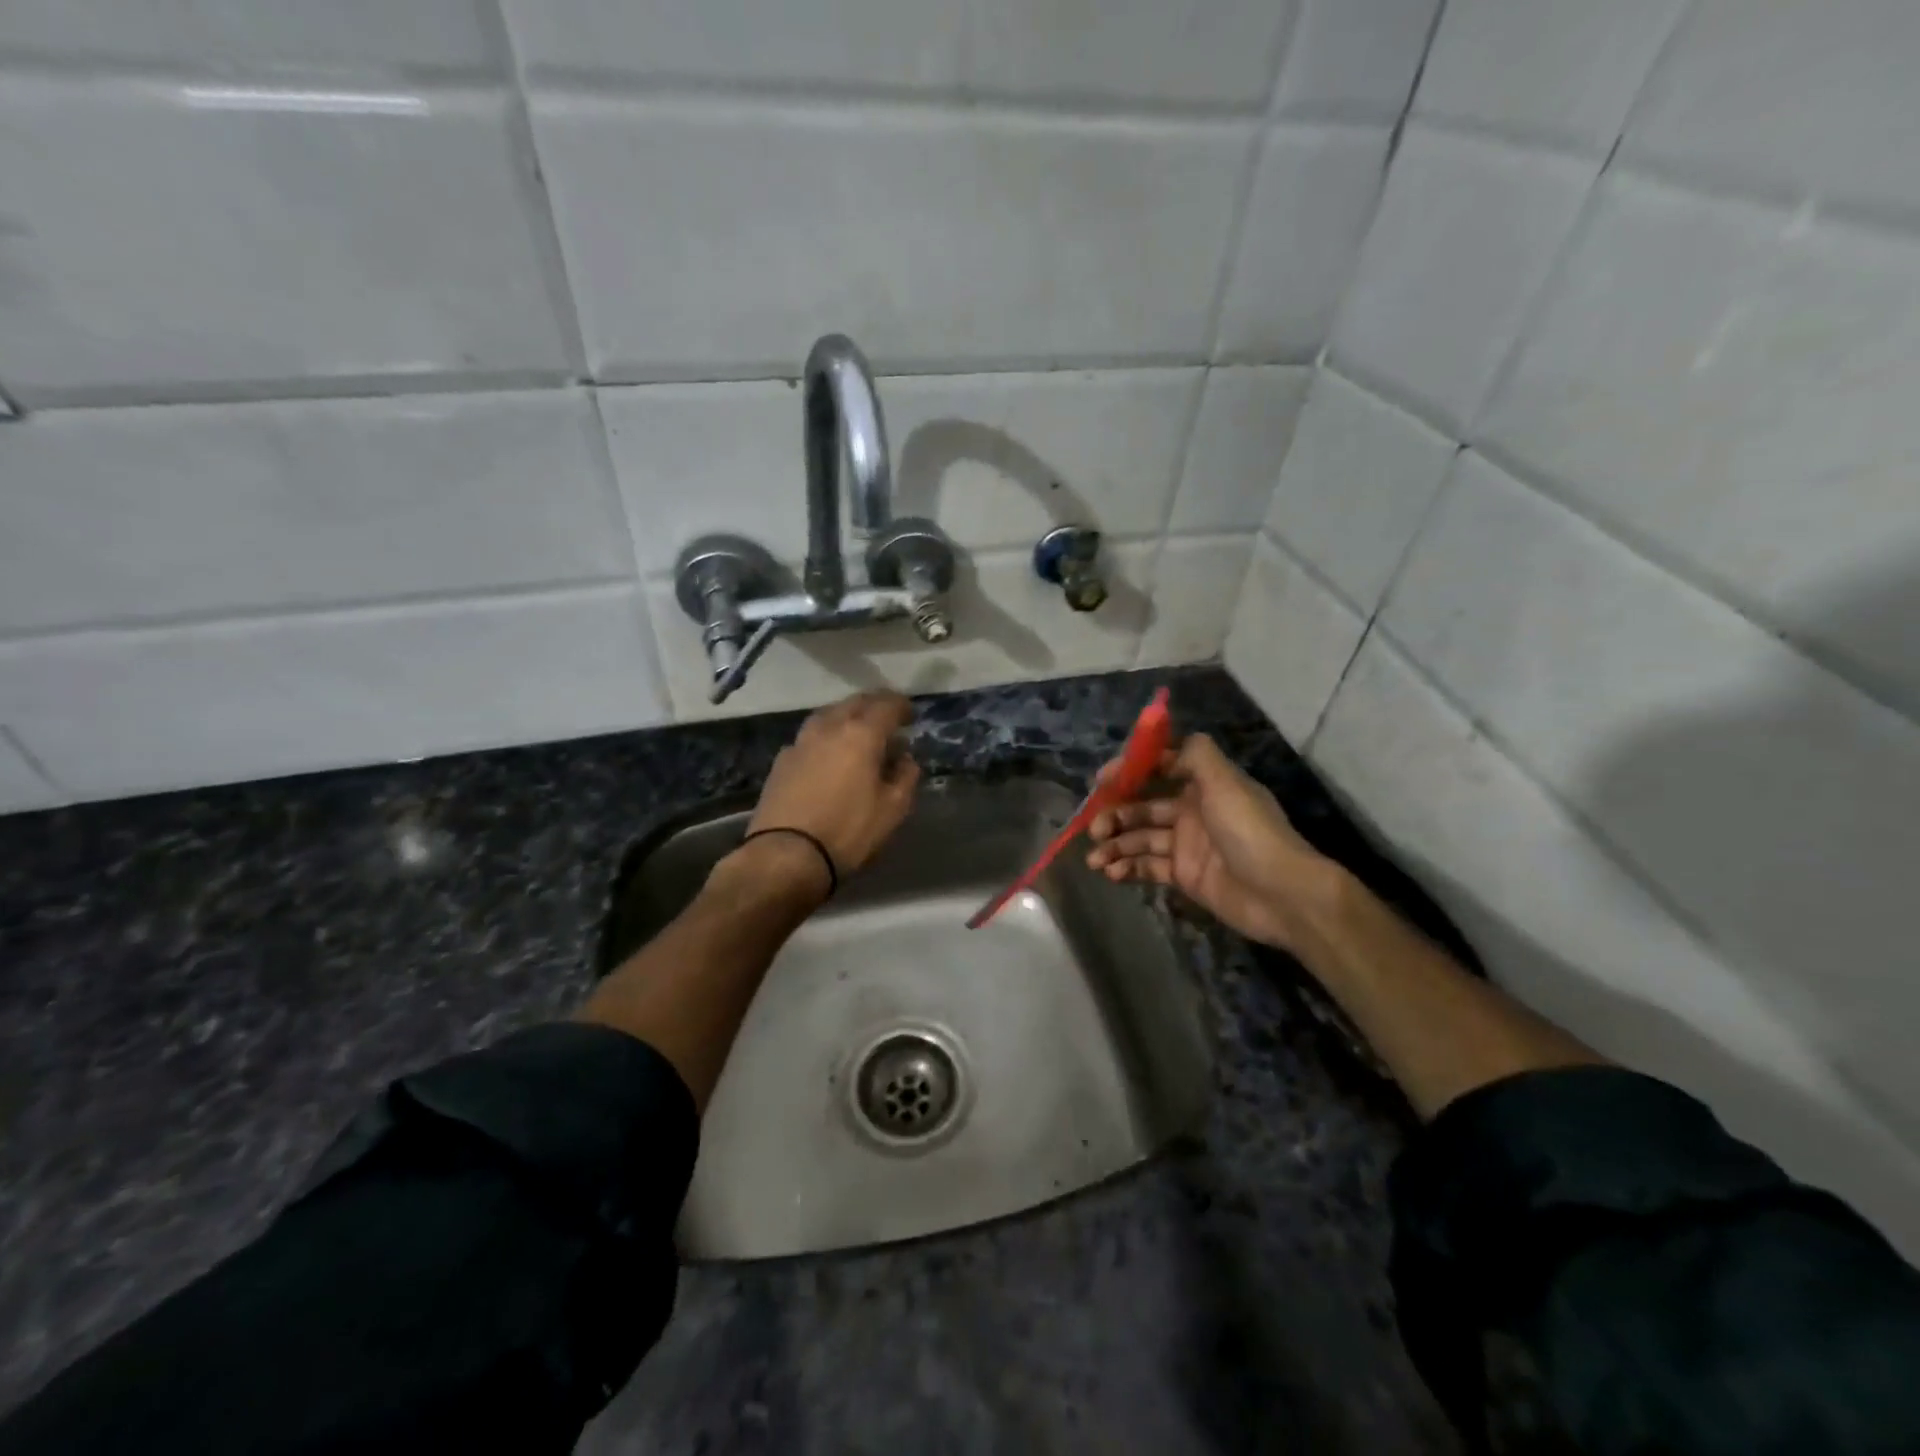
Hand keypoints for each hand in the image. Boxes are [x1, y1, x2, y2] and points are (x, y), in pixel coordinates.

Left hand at [746, 691, 920, 885]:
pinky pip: (810, 736)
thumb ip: (905, 777)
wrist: (786, 855)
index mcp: (861, 734)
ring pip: (828, 715)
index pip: (886, 705)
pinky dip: (826, 737)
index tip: (911, 715)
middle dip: (875, 706)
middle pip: (854, 703)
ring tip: (858, 733)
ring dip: (847, 717)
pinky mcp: (781, 760)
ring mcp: (801, 742)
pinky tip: (829, 755)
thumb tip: (905, 759)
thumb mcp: (893, 809)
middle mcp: (829, 728)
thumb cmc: (848, 831)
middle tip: (888, 720)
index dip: (902, 706)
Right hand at [1086, 733, 1339, 954]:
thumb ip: (1195, 755)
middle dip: (1115, 814)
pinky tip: (1111, 873)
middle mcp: (1192, 811)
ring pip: (1141, 839)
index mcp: (1203, 785)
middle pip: (1143, 806)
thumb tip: (1167, 746)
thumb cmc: (1249, 831)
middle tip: (1093, 828)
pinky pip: (1148, 867)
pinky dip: (1128, 868)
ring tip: (1095, 858)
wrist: (1282, 894)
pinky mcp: (1185, 876)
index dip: (1129, 771)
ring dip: (1115, 845)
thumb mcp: (1225, 782)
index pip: (1159, 768)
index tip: (1101, 781)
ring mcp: (1187, 845)